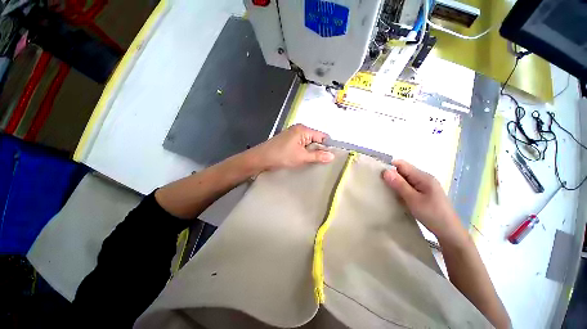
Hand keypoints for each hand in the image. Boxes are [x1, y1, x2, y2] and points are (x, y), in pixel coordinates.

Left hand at [246, 124, 333, 171]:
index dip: (327, 146)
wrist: (260, 158)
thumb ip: (317, 156)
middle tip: (322, 162)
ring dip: (311, 152)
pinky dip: (304, 152)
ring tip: (314, 162)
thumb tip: (332, 156)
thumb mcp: (301, 157)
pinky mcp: (288, 141)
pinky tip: (304, 159)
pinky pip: (301, 145)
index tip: (330, 157)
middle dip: (319, 150)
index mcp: (303, 129)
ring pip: (308, 143)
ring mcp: (293, 135)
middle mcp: (299, 129)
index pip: (322, 136)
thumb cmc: (281, 156)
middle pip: (315, 139)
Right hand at [382, 160, 465, 242]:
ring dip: (396, 183)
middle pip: (403, 171)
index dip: (389, 167)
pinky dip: (401, 189)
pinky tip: (397, 196)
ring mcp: (425, 185)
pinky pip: (409, 186)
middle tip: (380, 185)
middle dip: (391, 176)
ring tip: (386, 191)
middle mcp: (424, 178)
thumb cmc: (432, 214)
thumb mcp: (413, 199)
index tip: (378, 175)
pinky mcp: (424, 192)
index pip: (402, 164)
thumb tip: (385, 171)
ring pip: (405, 179)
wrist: (449, 232)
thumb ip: (399, 184)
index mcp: (423, 177)